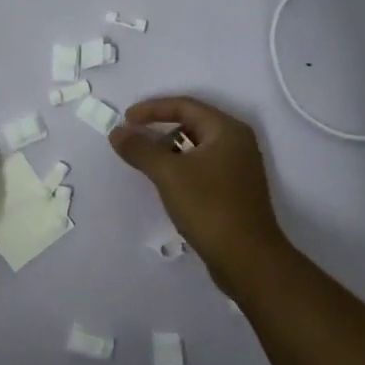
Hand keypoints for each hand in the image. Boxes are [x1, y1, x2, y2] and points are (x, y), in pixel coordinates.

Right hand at [110, 96, 289, 293]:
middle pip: (193, 123)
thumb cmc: (210, 207)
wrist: (248, 259)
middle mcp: (237, 143)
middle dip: (160, 127)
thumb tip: (117, 132)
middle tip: (134, 137)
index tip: (126, 119)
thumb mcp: (169, 174)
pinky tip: (166, 181)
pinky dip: (182, 166)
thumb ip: (141, 149)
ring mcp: (239, 167)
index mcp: (227, 130)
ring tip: (145, 160)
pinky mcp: (235, 190)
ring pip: (197, 146)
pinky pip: (203, 166)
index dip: (152, 109)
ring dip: (170, 148)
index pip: (185, 105)